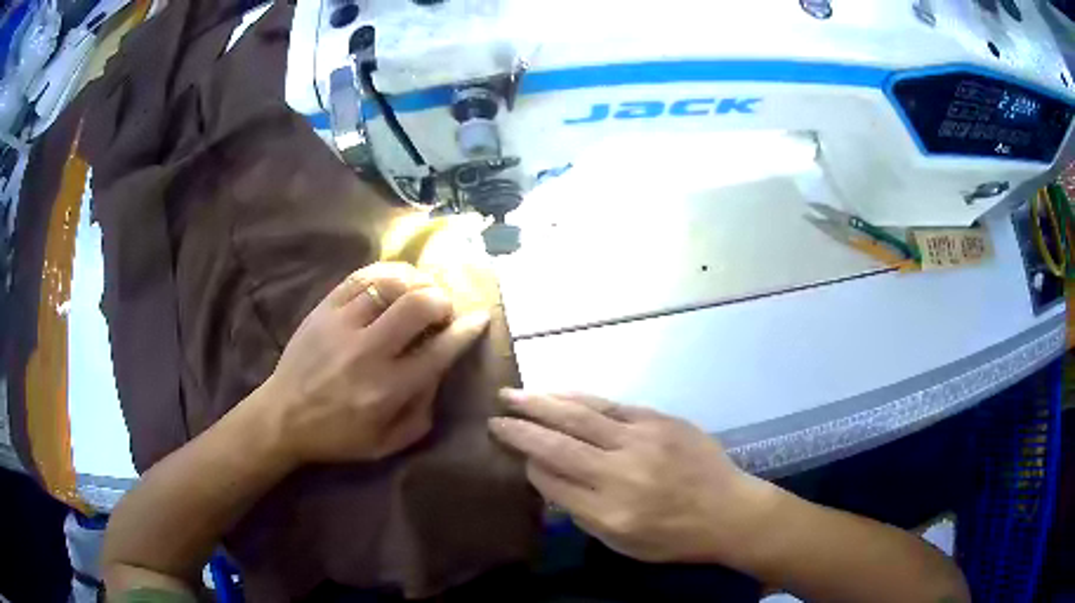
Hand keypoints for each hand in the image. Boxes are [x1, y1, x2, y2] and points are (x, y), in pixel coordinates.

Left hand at [261, 262, 489, 464]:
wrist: (283, 417)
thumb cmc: (338, 436)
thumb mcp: (387, 444)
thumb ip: (422, 414)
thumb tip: (440, 373)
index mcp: (387, 390)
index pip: (439, 350)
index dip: (466, 330)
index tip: (479, 318)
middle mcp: (368, 352)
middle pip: (418, 304)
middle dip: (442, 300)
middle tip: (443, 309)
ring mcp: (342, 325)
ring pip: (390, 283)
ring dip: (416, 282)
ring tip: (421, 290)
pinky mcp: (323, 309)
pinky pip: (360, 276)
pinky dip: (386, 272)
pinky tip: (395, 280)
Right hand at [489, 392, 778, 565]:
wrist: (729, 510)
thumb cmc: (674, 537)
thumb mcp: (622, 543)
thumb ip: (580, 511)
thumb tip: (546, 476)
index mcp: (610, 511)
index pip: (553, 481)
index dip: (529, 464)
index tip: (513, 452)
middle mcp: (621, 472)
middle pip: (559, 444)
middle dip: (521, 428)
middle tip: (495, 415)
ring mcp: (642, 440)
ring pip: (581, 415)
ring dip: (542, 403)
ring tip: (512, 394)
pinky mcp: (659, 420)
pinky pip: (610, 405)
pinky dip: (579, 398)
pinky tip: (559, 393)